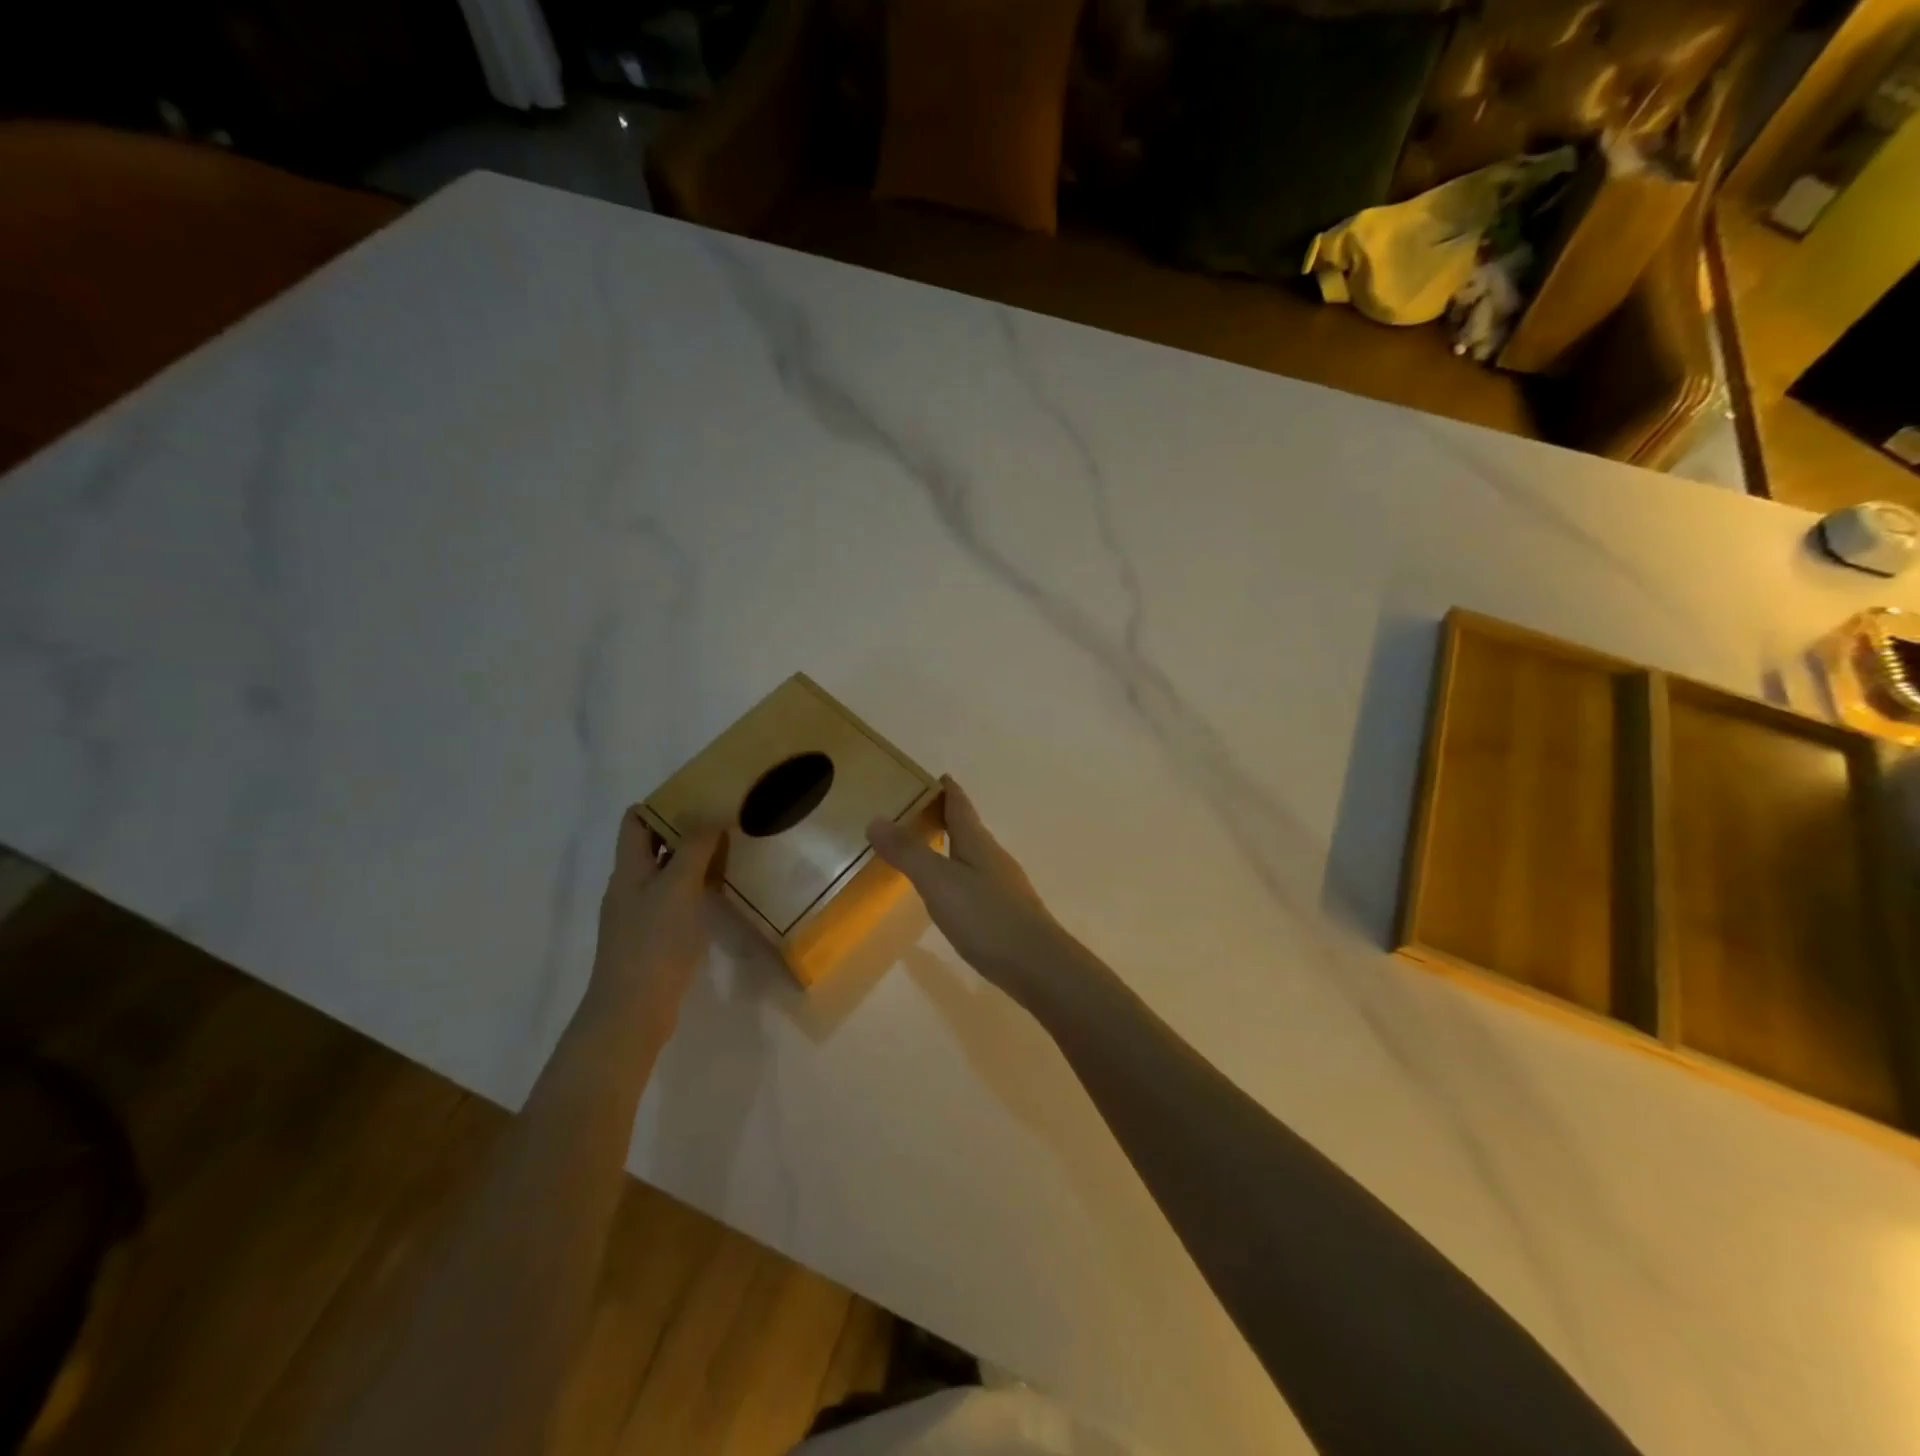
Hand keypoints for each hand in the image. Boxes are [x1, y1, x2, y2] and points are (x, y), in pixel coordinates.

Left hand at [590, 809, 726, 1033]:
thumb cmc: (653, 941)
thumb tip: (711, 813)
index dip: (662, 804)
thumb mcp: (678, 886)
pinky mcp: (652, 938)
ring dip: (692, 860)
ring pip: (665, 874)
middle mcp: (629, 886)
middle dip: (684, 830)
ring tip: (728, 852)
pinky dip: (693, 889)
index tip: (699, 796)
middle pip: (652, 845)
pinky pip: (673, 900)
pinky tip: (717, 895)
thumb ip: (694, 847)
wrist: (633, 1009)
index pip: (636, 821)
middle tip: (723, 820)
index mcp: (628, 868)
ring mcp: (638, 914)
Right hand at [867, 777, 1092, 1010]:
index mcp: (977, 842)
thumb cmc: (986, 916)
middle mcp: (993, 857)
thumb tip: (875, 818)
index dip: (948, 789)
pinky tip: (952, 893)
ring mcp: (1004, 885)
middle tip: (920, 811)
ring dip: (954, 846)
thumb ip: (908, 852)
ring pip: (974, 855)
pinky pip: (977, 880)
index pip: (960, 805)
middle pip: (969, 828)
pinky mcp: (1006, 912)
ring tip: (931, 848)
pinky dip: (960, 874)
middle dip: (947, 816)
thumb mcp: (938, 882)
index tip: (936, 776)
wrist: (1038, 964)